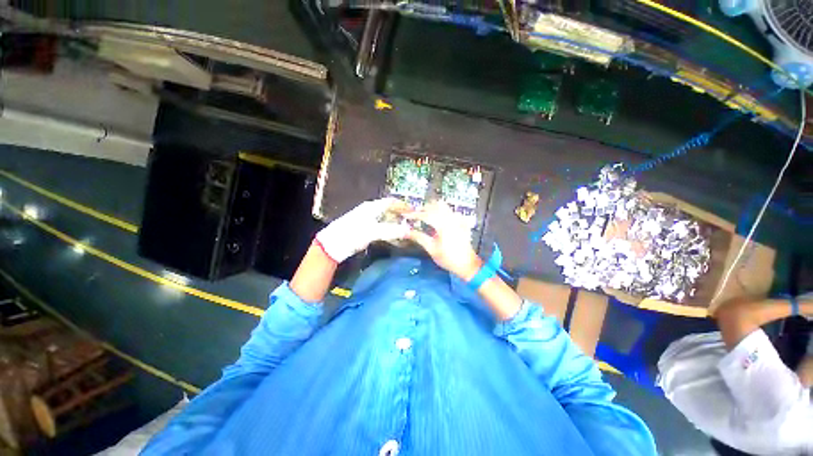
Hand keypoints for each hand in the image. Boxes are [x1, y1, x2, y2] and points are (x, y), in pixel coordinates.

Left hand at [315, 198, 409, 262]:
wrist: (333, 244)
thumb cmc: (353, 233)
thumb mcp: (373, 231)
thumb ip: (391, 230)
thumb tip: (409, 230)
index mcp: (372, 207)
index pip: (391, 202)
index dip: (403, 205)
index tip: (414, 210)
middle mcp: (370, 210)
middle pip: (389, 209)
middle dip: (401, 214)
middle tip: (412, 221)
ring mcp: (366, 219)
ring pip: (385, 218)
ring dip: (395, 222)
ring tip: (405, 228)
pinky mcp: (364, 228)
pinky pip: (380, 225)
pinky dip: (388, 228)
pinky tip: (392, 235)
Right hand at [405, 201, 481, 279]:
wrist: (467, 265)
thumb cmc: (448, 258)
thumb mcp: (431, 249)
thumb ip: (419, 237)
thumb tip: (406, 231)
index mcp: (443, 225)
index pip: (426, 214)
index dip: (414, 214)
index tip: (406, 215)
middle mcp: (451, 219)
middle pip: (435, 205)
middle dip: (424, 208)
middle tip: (415, 215)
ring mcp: (458, 220)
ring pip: (444, 207)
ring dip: (433, 208)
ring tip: (424, 216)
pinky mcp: (461, 223)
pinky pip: (450, 212)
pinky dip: (442, 213)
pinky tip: (438, 220)